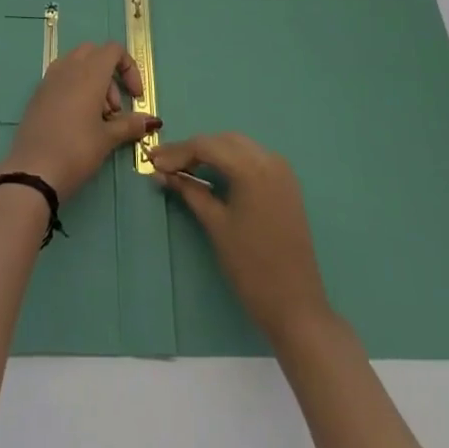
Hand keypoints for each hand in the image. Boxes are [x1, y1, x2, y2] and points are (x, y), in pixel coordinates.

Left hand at [0, 42, 158, 199]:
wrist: (32, 171)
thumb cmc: (76, 150)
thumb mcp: (107, 138)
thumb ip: (130, 124)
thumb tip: (152, 121)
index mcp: (89, 73)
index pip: (113, 50)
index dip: (129, 68)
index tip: (135, 97)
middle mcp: (68, 68)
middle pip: (95, 53)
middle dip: (110, 75)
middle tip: (114, 109)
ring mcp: (49, 79)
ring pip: (76, 64)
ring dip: (93, 81)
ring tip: (97, 117)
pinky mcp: (38, 93)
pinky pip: (61, 78)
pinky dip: (75, 88)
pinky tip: (77, 120)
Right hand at [149, 133, 331, 342]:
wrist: (296, 306)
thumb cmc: (251, 267)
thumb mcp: (216, 225)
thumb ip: (190, 191)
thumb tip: (162, 173)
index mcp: (251, 168)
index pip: (205, 146)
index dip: (176, 152)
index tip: (151, 161)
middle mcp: (269, 159)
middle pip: (222, 141)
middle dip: (192, 149)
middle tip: (164, 164)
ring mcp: (281, 170)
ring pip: (238, 146)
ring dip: (211, 152)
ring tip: (183, 168)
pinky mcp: (286, 184)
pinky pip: (253, 158)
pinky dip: (230, 160)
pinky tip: (213, 172)